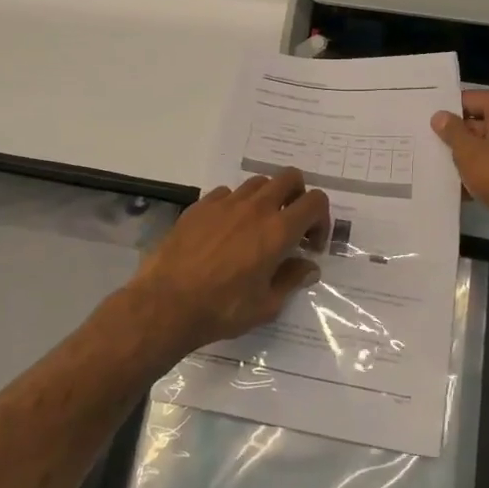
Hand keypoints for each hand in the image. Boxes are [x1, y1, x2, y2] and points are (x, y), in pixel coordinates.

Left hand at [125, 170, 329, 359]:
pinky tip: (225, 232)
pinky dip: (235, 206)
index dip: (321, 220)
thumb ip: (291, 280)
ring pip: (258, 183)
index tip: (311, 245)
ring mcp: (225, 202)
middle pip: (290, 178)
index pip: (316, 202)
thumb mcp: (266, 305)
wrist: (166, 303)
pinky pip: (226, 193)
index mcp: (278, 230)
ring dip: (267, 199)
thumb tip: (308, 267)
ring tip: (257, 228)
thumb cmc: (222, 309)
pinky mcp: (200, 206)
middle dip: (298, 197)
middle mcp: (256, 208)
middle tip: (290, 226)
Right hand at [432, 90, 488, 255]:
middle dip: (457, 137)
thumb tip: (440, 116)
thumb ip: (451, 131)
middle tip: (429, 148)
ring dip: (469, 157)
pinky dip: (485, 171)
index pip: (469, 100)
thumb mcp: (468, 152)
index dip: (447, 113)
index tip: (425, 126)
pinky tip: (464, 188)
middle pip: (481, 121)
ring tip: (442, 169)